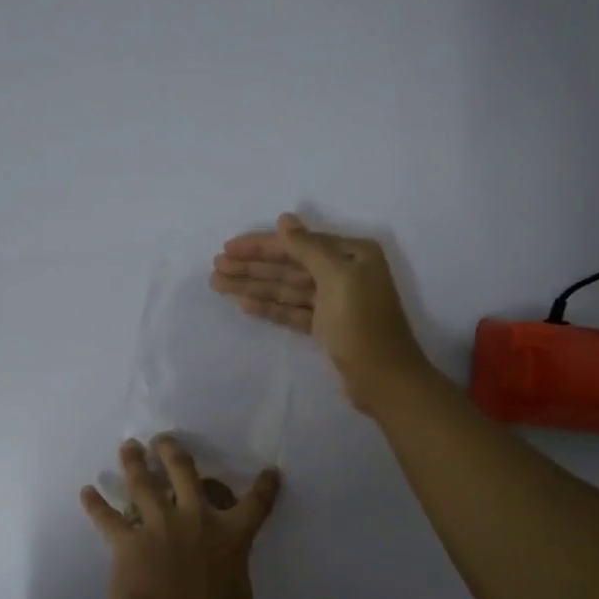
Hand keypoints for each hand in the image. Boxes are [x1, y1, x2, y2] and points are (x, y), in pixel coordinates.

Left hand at [79, 434, 340, 598]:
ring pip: (143, 484)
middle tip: (165, 437)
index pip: (256, 504)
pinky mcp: (126, 541)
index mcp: (231, 537)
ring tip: (128, 446)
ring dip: (134, 464)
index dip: (265, 486)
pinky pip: (107, 518)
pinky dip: (95, 505)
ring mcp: (157, 526)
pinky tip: (85, 491)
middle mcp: (195, 520)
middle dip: (175, 452)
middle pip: (185, 474)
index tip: (270, 470)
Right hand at [211, 212, 431, 411]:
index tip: (227, 248)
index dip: (260, 246)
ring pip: (287, 289)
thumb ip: (308, 247)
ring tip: (219, 285)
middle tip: (215, 268)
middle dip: (252, 267)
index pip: (297, 244)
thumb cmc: (362, 323)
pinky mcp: (325, 327)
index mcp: (352, 254)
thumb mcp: (337, 277)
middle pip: (289, 266)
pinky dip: (269, 307)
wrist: (383, 379)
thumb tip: (285, 219)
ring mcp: (334, 302)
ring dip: (254, 286)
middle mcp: (344, 273)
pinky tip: (244, 304)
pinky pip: (292, 310)